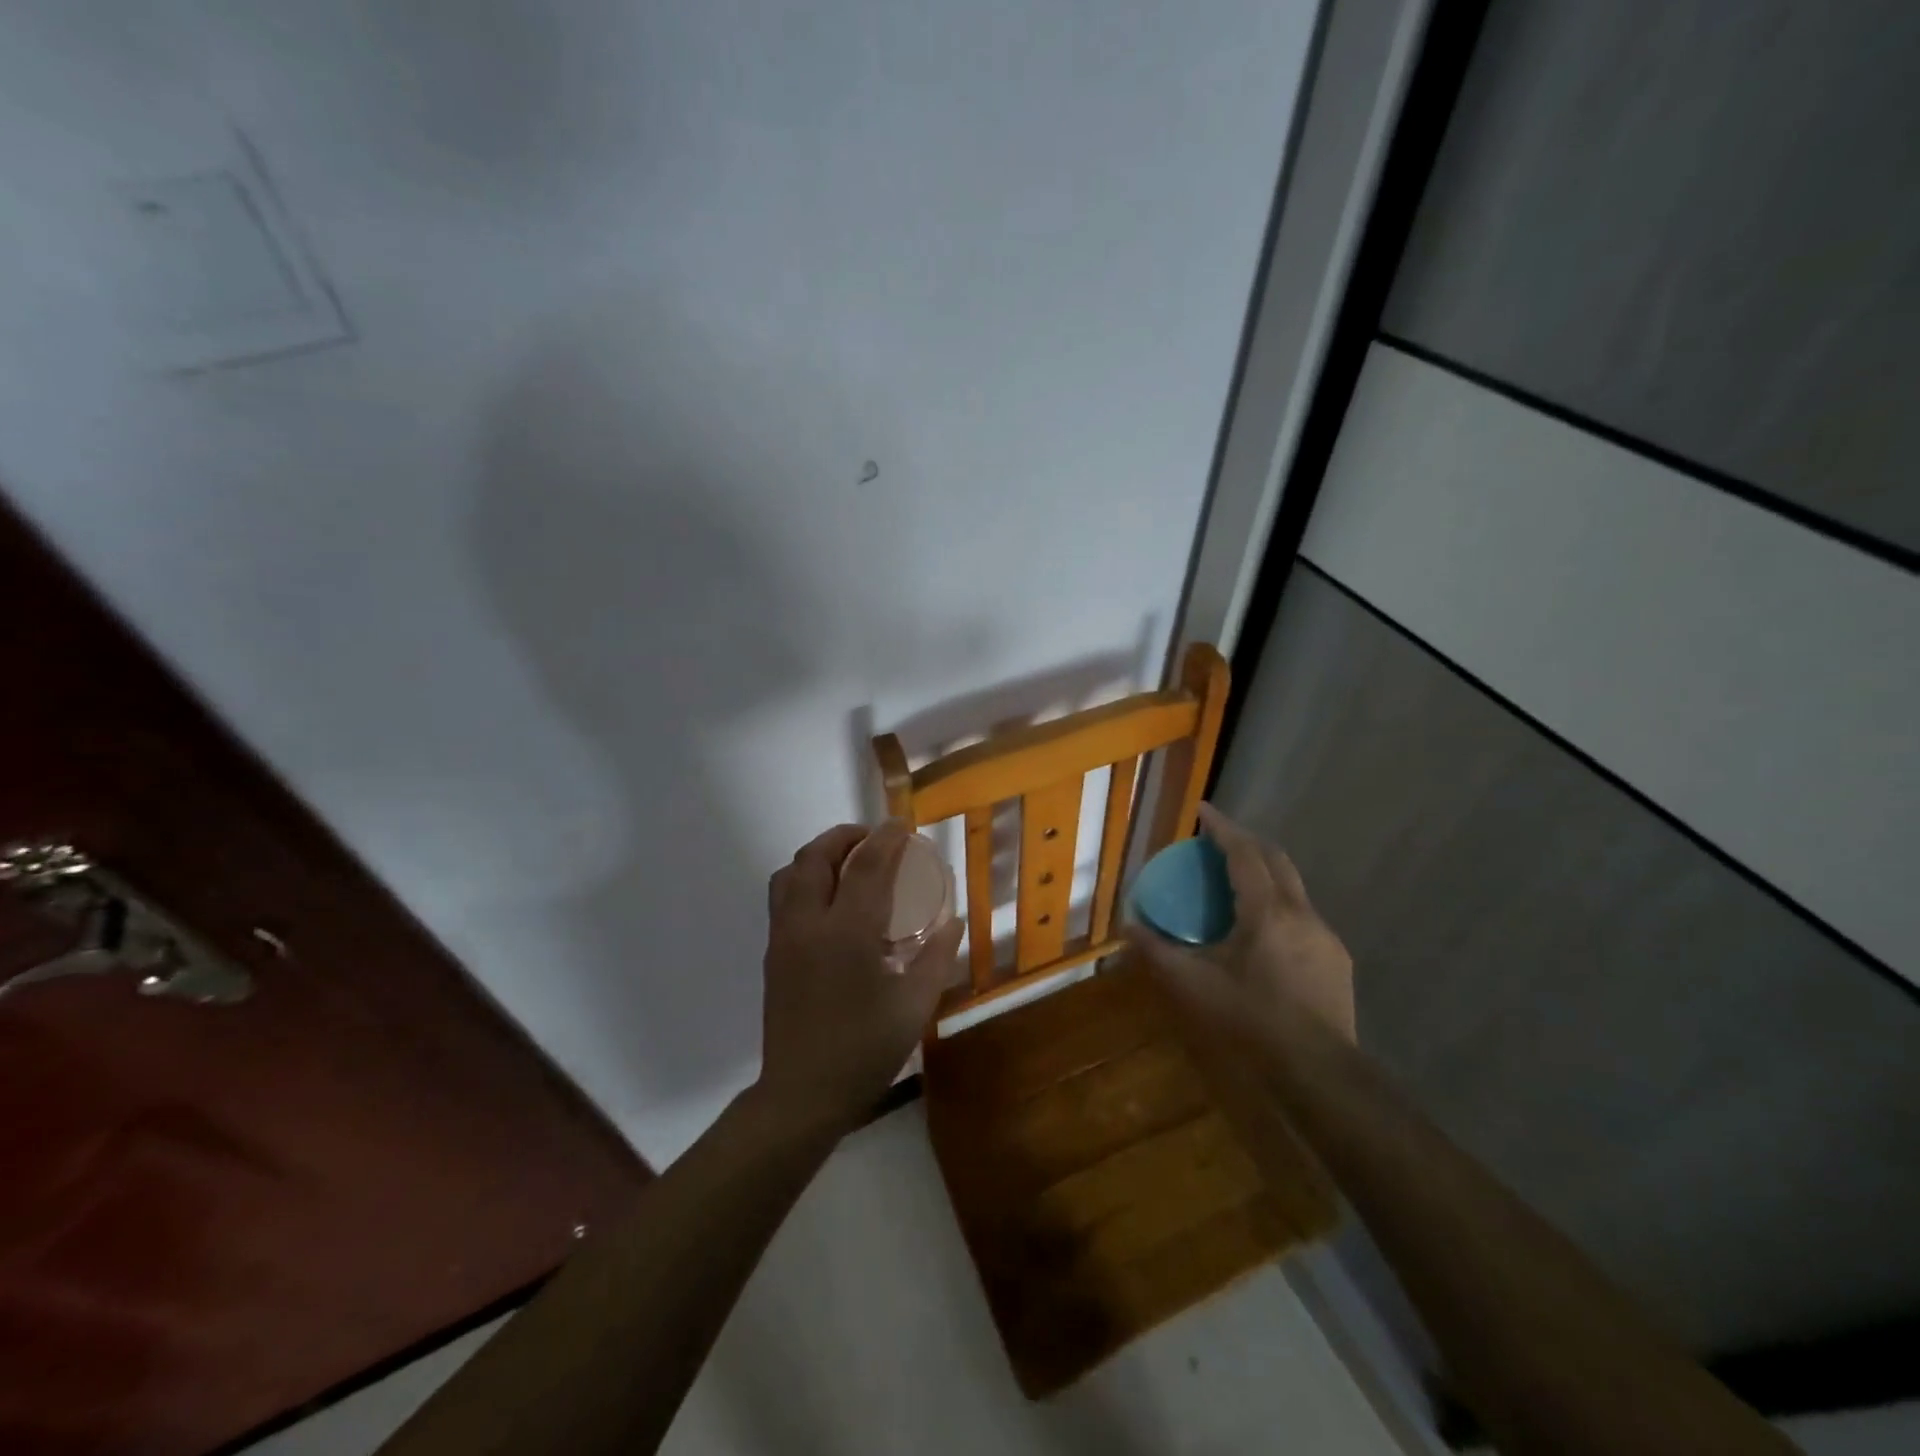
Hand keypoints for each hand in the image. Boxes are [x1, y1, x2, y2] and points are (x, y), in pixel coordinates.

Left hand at [757, 820, 963, 1135]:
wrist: (802, 1095)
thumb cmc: (864, 1050)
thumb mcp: (914, 1006)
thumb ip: (936, 958)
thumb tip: (954, 922)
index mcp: (847, 933)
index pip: (867, 865)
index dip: (888, 837)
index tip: (904, 825)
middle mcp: (808, 924)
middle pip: (817, 856)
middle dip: (846, 836)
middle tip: (875, 839)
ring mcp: (784, 937)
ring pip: (791, 872)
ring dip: (820, 855)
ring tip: (848, 862)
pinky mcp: (772, 953)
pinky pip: (783, 896)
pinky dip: (806, 879)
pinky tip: (831, 902)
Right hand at [1125, 803, 1355, 1045]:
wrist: (1318, 1070)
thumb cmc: (1251, 1020)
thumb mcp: (1194, 985)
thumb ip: (1158, 952)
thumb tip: (1128, 925)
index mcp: (1266, 911)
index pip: (1244, 853)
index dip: (1222, 828)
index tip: (1203, 810)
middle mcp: (1300, 912)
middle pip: (1275, 859)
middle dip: (1246, 841)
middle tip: (1216, 840)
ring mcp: (1324, 934)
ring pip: (1293, 886)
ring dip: (1265, 871)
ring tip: (1236, 880)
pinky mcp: (1335, 958)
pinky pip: (1302, 913)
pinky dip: (1278, 902)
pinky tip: (1263, 929)